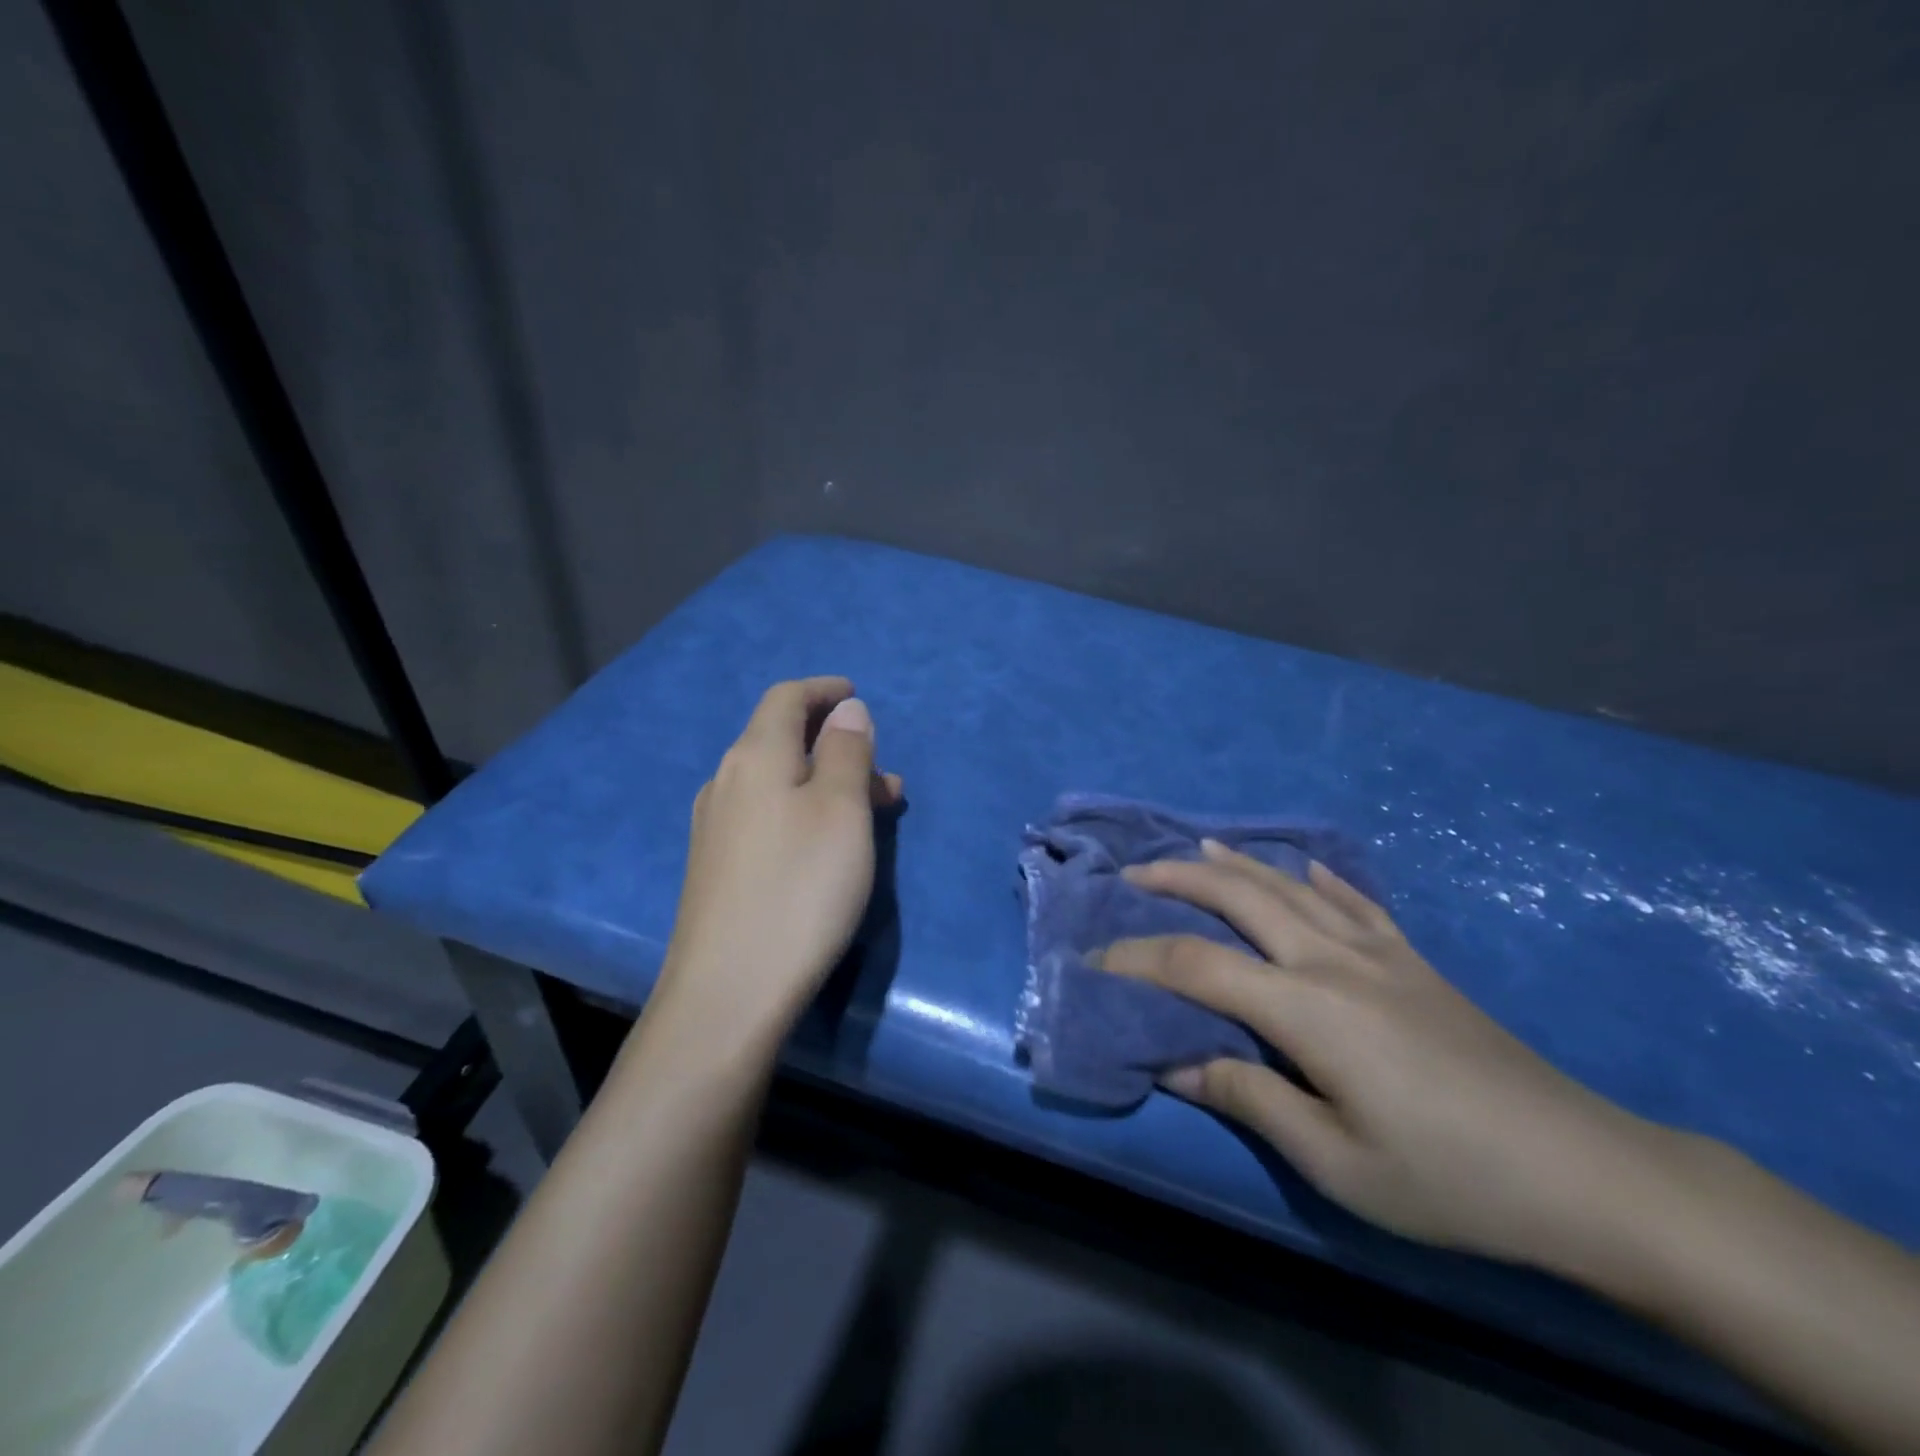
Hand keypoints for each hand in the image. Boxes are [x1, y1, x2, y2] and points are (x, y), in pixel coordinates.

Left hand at [649, 677, 902, 1055]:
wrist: (728, 991)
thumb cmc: (799, 889)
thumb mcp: (841, 811)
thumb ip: (847, 752)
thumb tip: (847, 709)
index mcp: (755, 756)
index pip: (785, 698)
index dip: (822, 691)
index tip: (855, 694)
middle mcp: (727, 782)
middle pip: (782, 740)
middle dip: (836, 744)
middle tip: (884, 773)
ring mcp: (716, 828)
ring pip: (779, 782)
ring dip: (827, 783)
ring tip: (874, 813)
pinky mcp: (717, 868)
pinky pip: (768, 816)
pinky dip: (805, 812)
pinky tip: (829, 846)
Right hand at [1100, 840, 1671, 1269]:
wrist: (1584, 1170)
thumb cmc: (1449, 1178)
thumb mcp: (1336, 1160)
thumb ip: (1249, 1098)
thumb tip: (1175, 1064)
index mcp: (1305, 1006)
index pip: (1196, 964)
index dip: (1138, 957)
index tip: (1096, 960)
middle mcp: (1332, 959)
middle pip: (1239, 896)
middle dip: (1178, 877)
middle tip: (1132, 873)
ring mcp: (1377, 952)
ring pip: (1290, 886)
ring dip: (1236, 863)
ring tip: (1196, 848)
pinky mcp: (1413, 960)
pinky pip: (1355, 900)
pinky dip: (1319, 876)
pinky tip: (1304, 865)